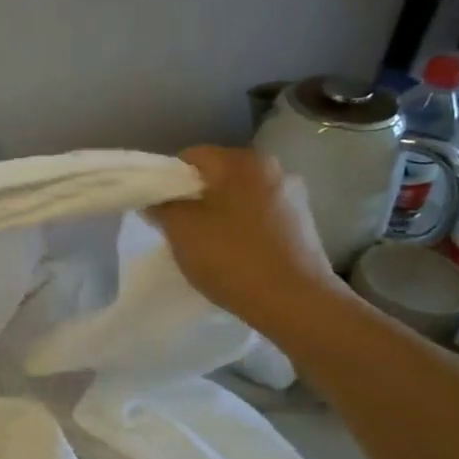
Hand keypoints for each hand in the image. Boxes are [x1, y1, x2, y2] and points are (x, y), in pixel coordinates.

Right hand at [151, 147, 351, 336]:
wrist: (295, 302)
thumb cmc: (232, 257)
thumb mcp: (181, 230)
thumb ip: (162, 207)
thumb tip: (155, 199)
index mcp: (242, 161)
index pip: (191, 156)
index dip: (167, 180)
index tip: (159, 209)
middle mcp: (273, 168)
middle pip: (218, 175)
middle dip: (195, 198)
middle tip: (179, 229)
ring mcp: (293, 196)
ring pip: (239, 197)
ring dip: (220, 214)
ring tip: (209, 246)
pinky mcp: (303, 224)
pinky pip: (260, 217)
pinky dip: (243, 230)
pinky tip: (236, 256)